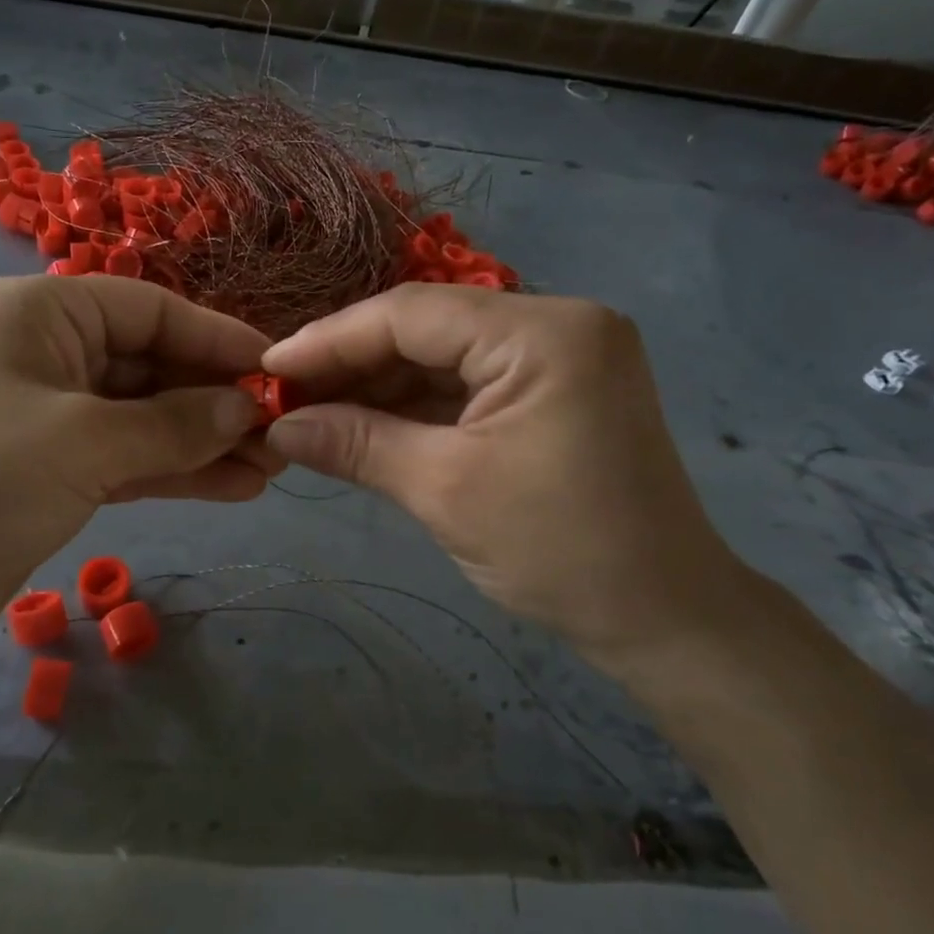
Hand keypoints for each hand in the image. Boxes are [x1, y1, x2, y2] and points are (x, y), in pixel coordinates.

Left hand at [0, 276, 276, 664]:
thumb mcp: (82, 443)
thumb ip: (172, 424)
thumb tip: (244, 408)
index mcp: (41, 314)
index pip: (151, 310)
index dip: (217, 339)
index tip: (277, 371)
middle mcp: (47, 352)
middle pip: (152, 365)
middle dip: (216, 400)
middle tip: (283, 433)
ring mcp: (51, 415)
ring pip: (145, 418)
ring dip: (204, 441)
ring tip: (272, 467)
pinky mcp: (53, 470)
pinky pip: (128, 459)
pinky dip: (175, 472)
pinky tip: (234, 487)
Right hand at [261, 285, 754, 672]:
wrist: (664, 619)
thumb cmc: (561, 552)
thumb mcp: (444, 491)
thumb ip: (355, 444)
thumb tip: (277, 427)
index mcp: (544, 332)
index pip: (412, 313)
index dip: (331, 339)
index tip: (269, 369)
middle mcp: (556, 324)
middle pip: (426, 328)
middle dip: (351, 364)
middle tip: (283, 397)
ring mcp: (557, 356)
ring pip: (442, 356)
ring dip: (377, 386)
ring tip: (310, 413)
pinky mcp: (552, 390)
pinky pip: (466, 384)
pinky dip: (413, 406)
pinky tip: (360, 423)